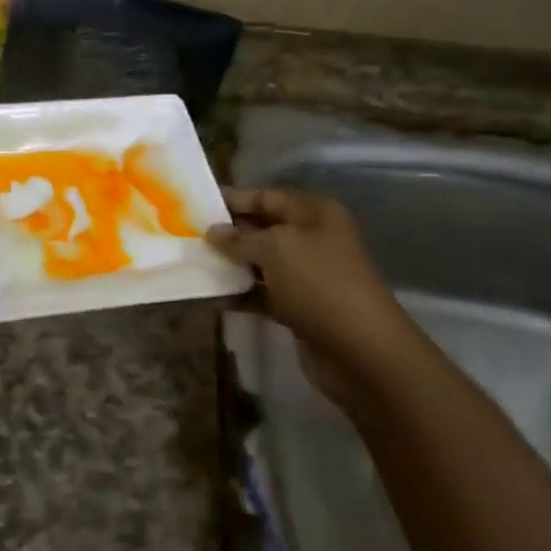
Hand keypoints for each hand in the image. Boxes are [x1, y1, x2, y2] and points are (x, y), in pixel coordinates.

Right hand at [207, 187, 427, 405]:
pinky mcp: (300, 308)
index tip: (197, 204)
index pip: (267, 196)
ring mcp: (307, 276)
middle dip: (228, 232)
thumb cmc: (319, 284)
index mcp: (314, 214)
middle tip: (188, 234)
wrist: (362, 353)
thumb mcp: (276, 249)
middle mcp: (313, 240)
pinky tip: (209, 296)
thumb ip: (240, 238)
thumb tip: (213, 232)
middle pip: (263, 228)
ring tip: (192, 262)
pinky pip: (262, 294)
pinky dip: (239, 294)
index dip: (234, 198)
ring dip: (230, 264)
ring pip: (260, 263)